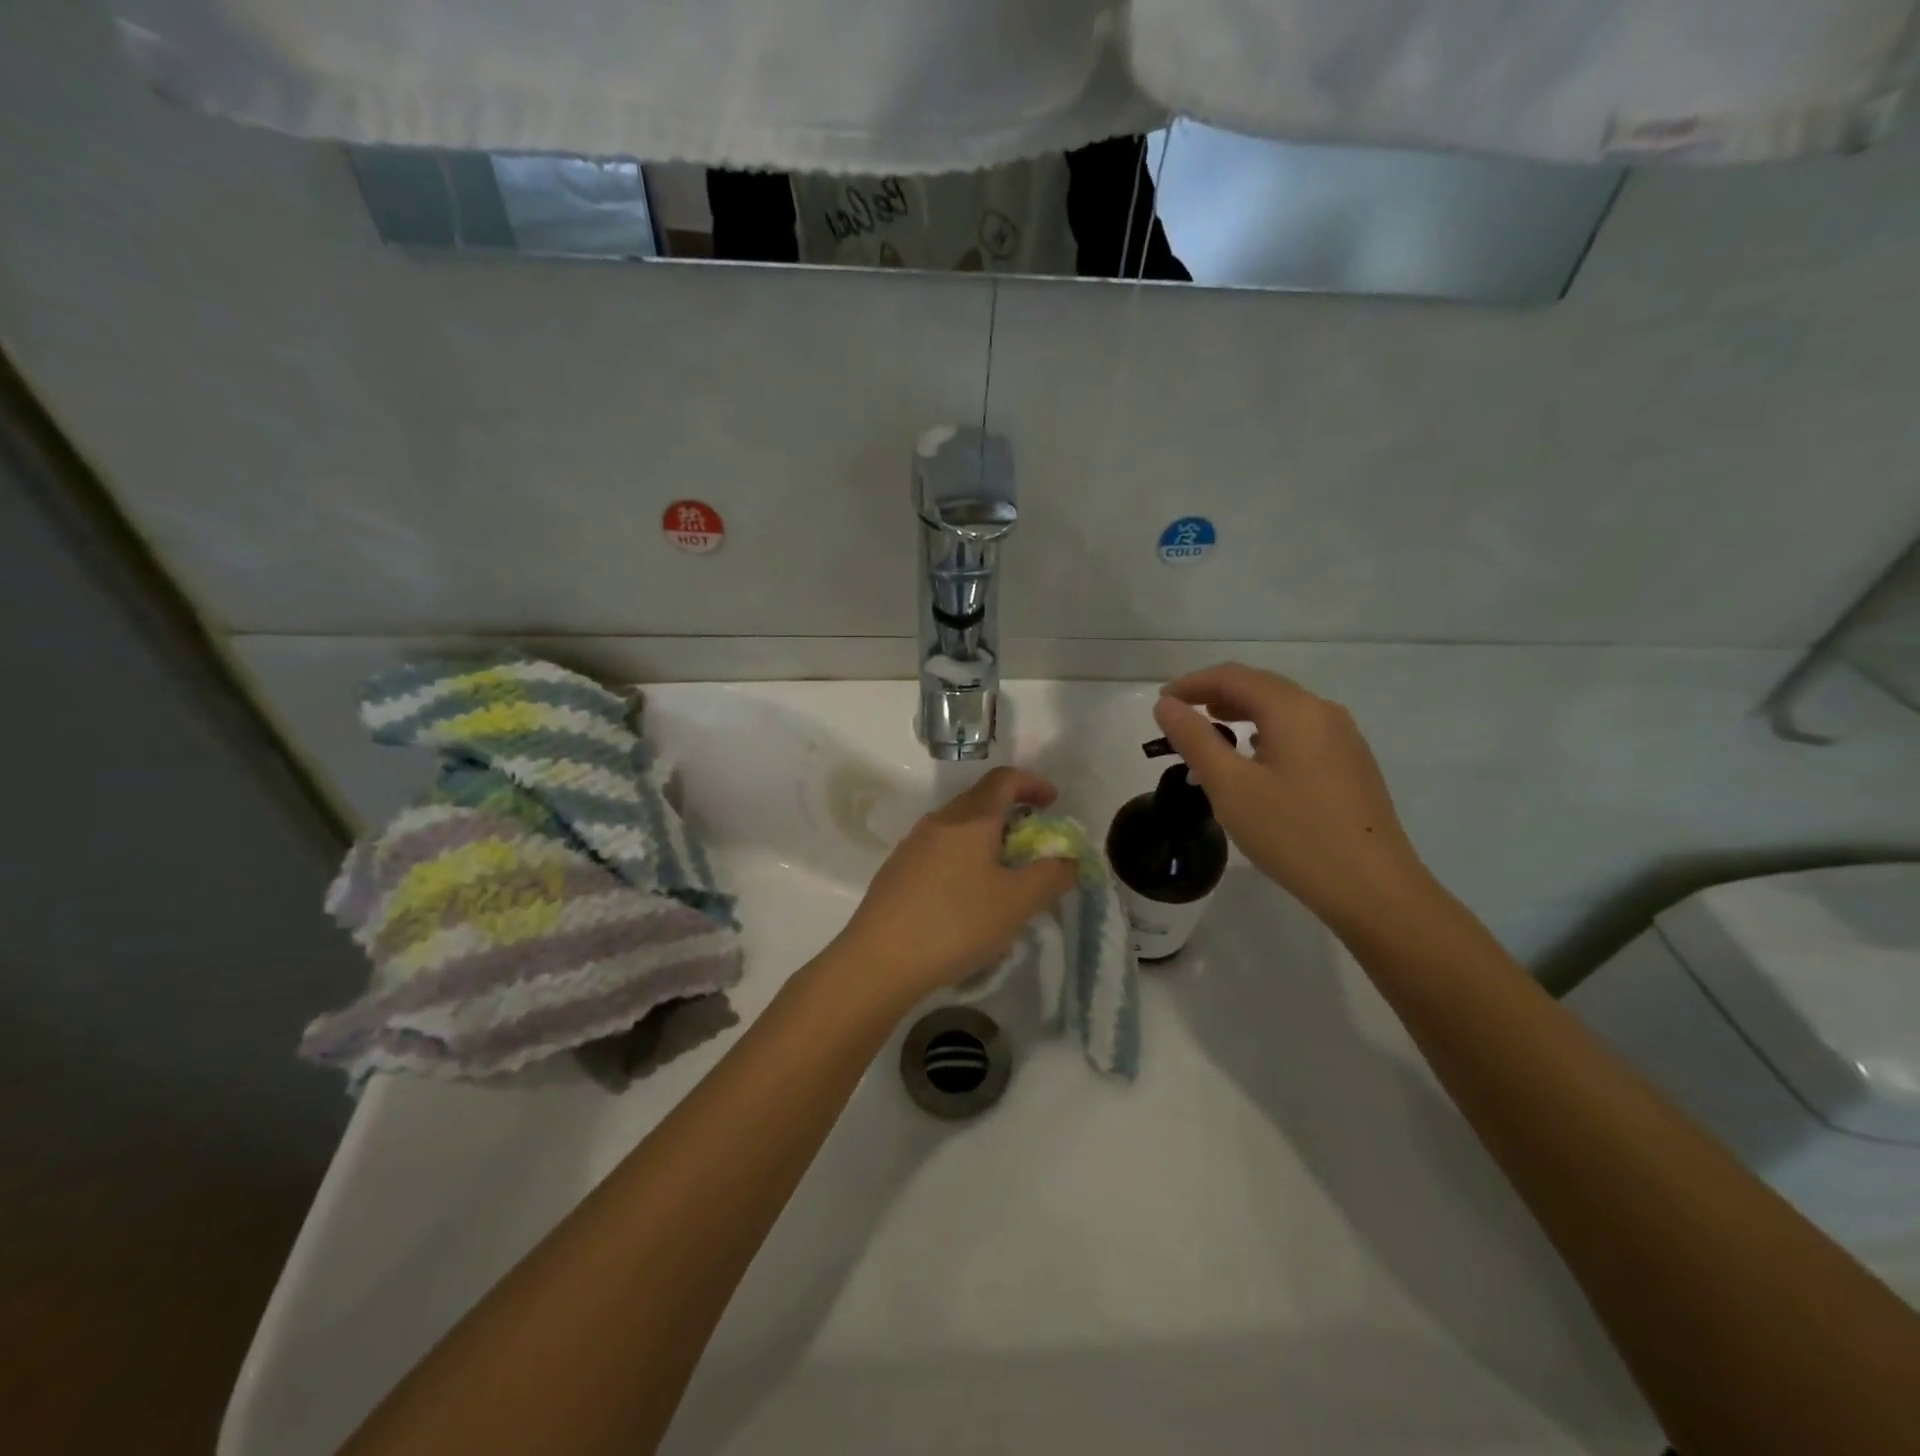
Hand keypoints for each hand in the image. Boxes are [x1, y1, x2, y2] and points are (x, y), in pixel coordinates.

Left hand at [831, 767, 1078, 1002]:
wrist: (879, 959)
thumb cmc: (957, 922)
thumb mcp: (1018, 902)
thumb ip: (1051, 876)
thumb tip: (1068, 860)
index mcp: (970, 818)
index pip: (1004, 779)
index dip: (1033, 783)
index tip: (1053, 803)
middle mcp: (938, 822)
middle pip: (980, 802)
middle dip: (1012, 815)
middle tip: (1034, 846)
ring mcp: (912, 846)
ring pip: (958, 829)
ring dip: (986, 842)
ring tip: (1004, 878)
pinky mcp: (897, 872)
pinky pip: (940, 853)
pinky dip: (964, 861)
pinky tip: (967, 900)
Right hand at [1152, 663, 1435, 933]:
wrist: (1372, 889)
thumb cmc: (1293, 834)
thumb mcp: (1230, 786)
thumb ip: (1194, 740)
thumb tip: (1167, 705)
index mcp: (1294, 710)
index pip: (1233, 677)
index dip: (1192, 684)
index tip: (1161, 704)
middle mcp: (1323, 712)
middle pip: (1260, 688)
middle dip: (1215, 696)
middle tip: (1179, 718)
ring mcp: (1343, 739)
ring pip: (1282, 711)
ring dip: (1241, 715)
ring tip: (1210, 737)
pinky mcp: (1351, 765)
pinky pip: (1299, 733)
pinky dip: (1265, 734)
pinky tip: (1254, 760)